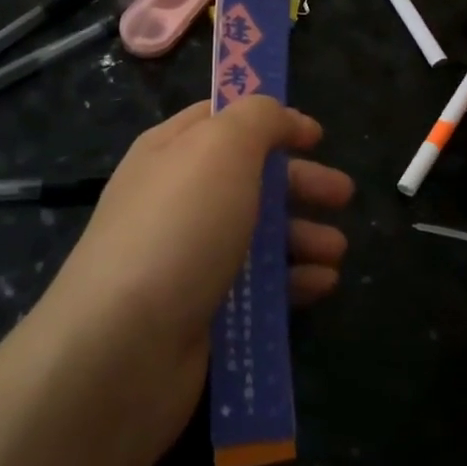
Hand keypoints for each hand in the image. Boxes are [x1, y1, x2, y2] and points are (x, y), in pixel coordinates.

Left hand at [42, 97, 351, 448]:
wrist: (123, 348)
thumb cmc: (180, 227)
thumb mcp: (223, 147)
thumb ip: (258, 118)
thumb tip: (283, 117)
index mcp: (172, 151)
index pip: (223, 120)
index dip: (271, 120)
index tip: (315, 135)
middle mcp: (176, 199)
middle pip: (249, 178)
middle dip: (300, 183)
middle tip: (343, 194)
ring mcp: (186, 258)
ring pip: (256, 235)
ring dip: (302, 236)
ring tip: (337, 250)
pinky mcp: (200, 311)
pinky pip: (255, 287)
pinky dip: (291, 281)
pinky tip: (322, 285)